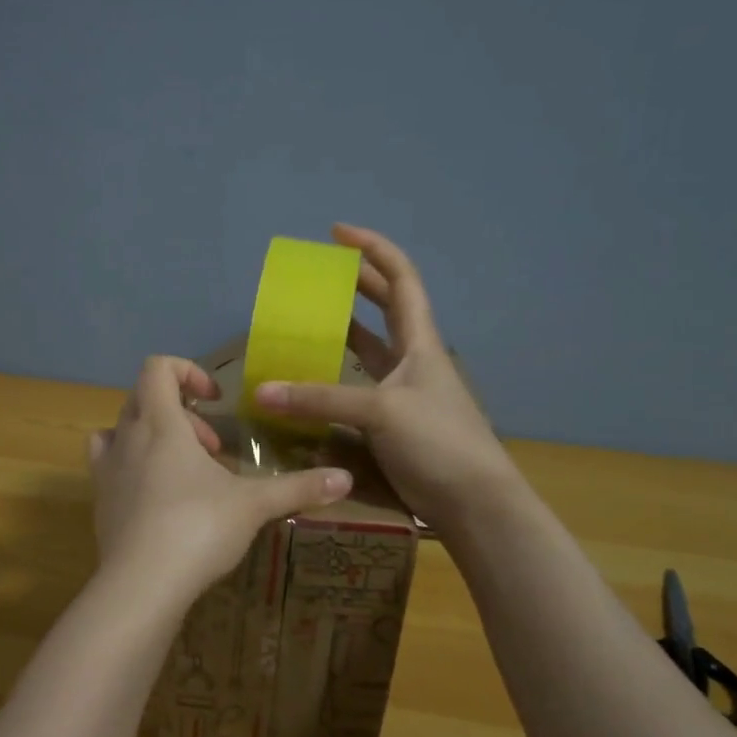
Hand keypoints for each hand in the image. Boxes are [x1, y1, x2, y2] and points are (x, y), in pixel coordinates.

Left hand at [90, 356, 352, 591]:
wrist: (141, 585)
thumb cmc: (198, 528)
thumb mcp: (254, 505)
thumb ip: (298, 487)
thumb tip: (346, 479)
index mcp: (160, 424)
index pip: (158, 369)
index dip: (188, 372)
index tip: (216, 399)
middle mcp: (126, 438)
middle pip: (143, 399)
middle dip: (181, 413)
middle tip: (212, 448)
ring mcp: (107, 470)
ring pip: (121, 430)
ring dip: (152, 437)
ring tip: (184, 470)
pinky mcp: (99, 502)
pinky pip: (110, 466)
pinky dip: (132, 467)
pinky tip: (159, 498)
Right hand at [252, 224, 512, 527]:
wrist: (474, 502)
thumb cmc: (439, 441)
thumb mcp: (381, 411)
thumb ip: (321, 399)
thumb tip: (262, 392)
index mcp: (419, 341)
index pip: (401, 279)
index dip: (373, 249)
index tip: (337, 233)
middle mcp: (411, 359)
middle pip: (384, 307)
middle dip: (354, 284)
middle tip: (315, 275)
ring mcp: (402, 391)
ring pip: (368, 349)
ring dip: (341, 331)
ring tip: (305, 321)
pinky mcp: (390, 422)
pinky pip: (355, 388)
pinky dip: (332, 379)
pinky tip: (308, 382)